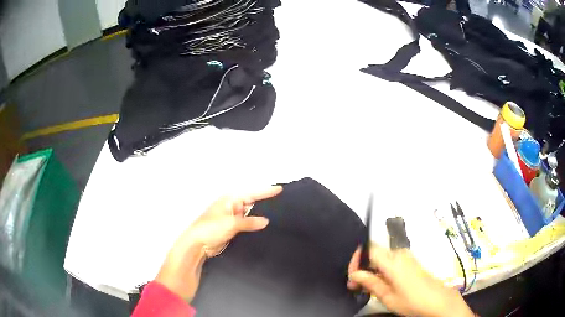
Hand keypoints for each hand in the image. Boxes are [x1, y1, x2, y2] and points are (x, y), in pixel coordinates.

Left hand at [156, 186, 282, 301]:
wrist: (197, 245)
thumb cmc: (210, 229)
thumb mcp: (230, 224)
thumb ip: (249, 222)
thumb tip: (266, 221)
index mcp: (230, 200)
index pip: (251, 194)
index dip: (266, 192)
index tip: (280, 189)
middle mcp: (232, 207)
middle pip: (252, 203)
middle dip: (265, 203)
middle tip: (283, 204)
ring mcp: (232, 219)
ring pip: (250, 215)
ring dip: (260, 216)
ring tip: (279, 215)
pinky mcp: (232, 230)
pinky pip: (247, 225)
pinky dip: (254, 226)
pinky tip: (265, 228)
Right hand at [347, 245, 473, 316]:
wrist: (438, 300)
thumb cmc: (411, 300)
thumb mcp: (387, 296)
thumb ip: (370, 282)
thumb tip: (354, 274)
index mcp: (392, 260)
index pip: (369, 248)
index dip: (357, 259)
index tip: (351, 276)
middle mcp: (399, 254)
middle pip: (374, 253)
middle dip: (362, 267)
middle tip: (354, 285)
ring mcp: (406, 258)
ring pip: (382, 258)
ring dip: (371, 271)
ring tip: (365, 288)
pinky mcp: (410, 263)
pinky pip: (390, 262)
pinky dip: (381, 272)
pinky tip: (379, 285)